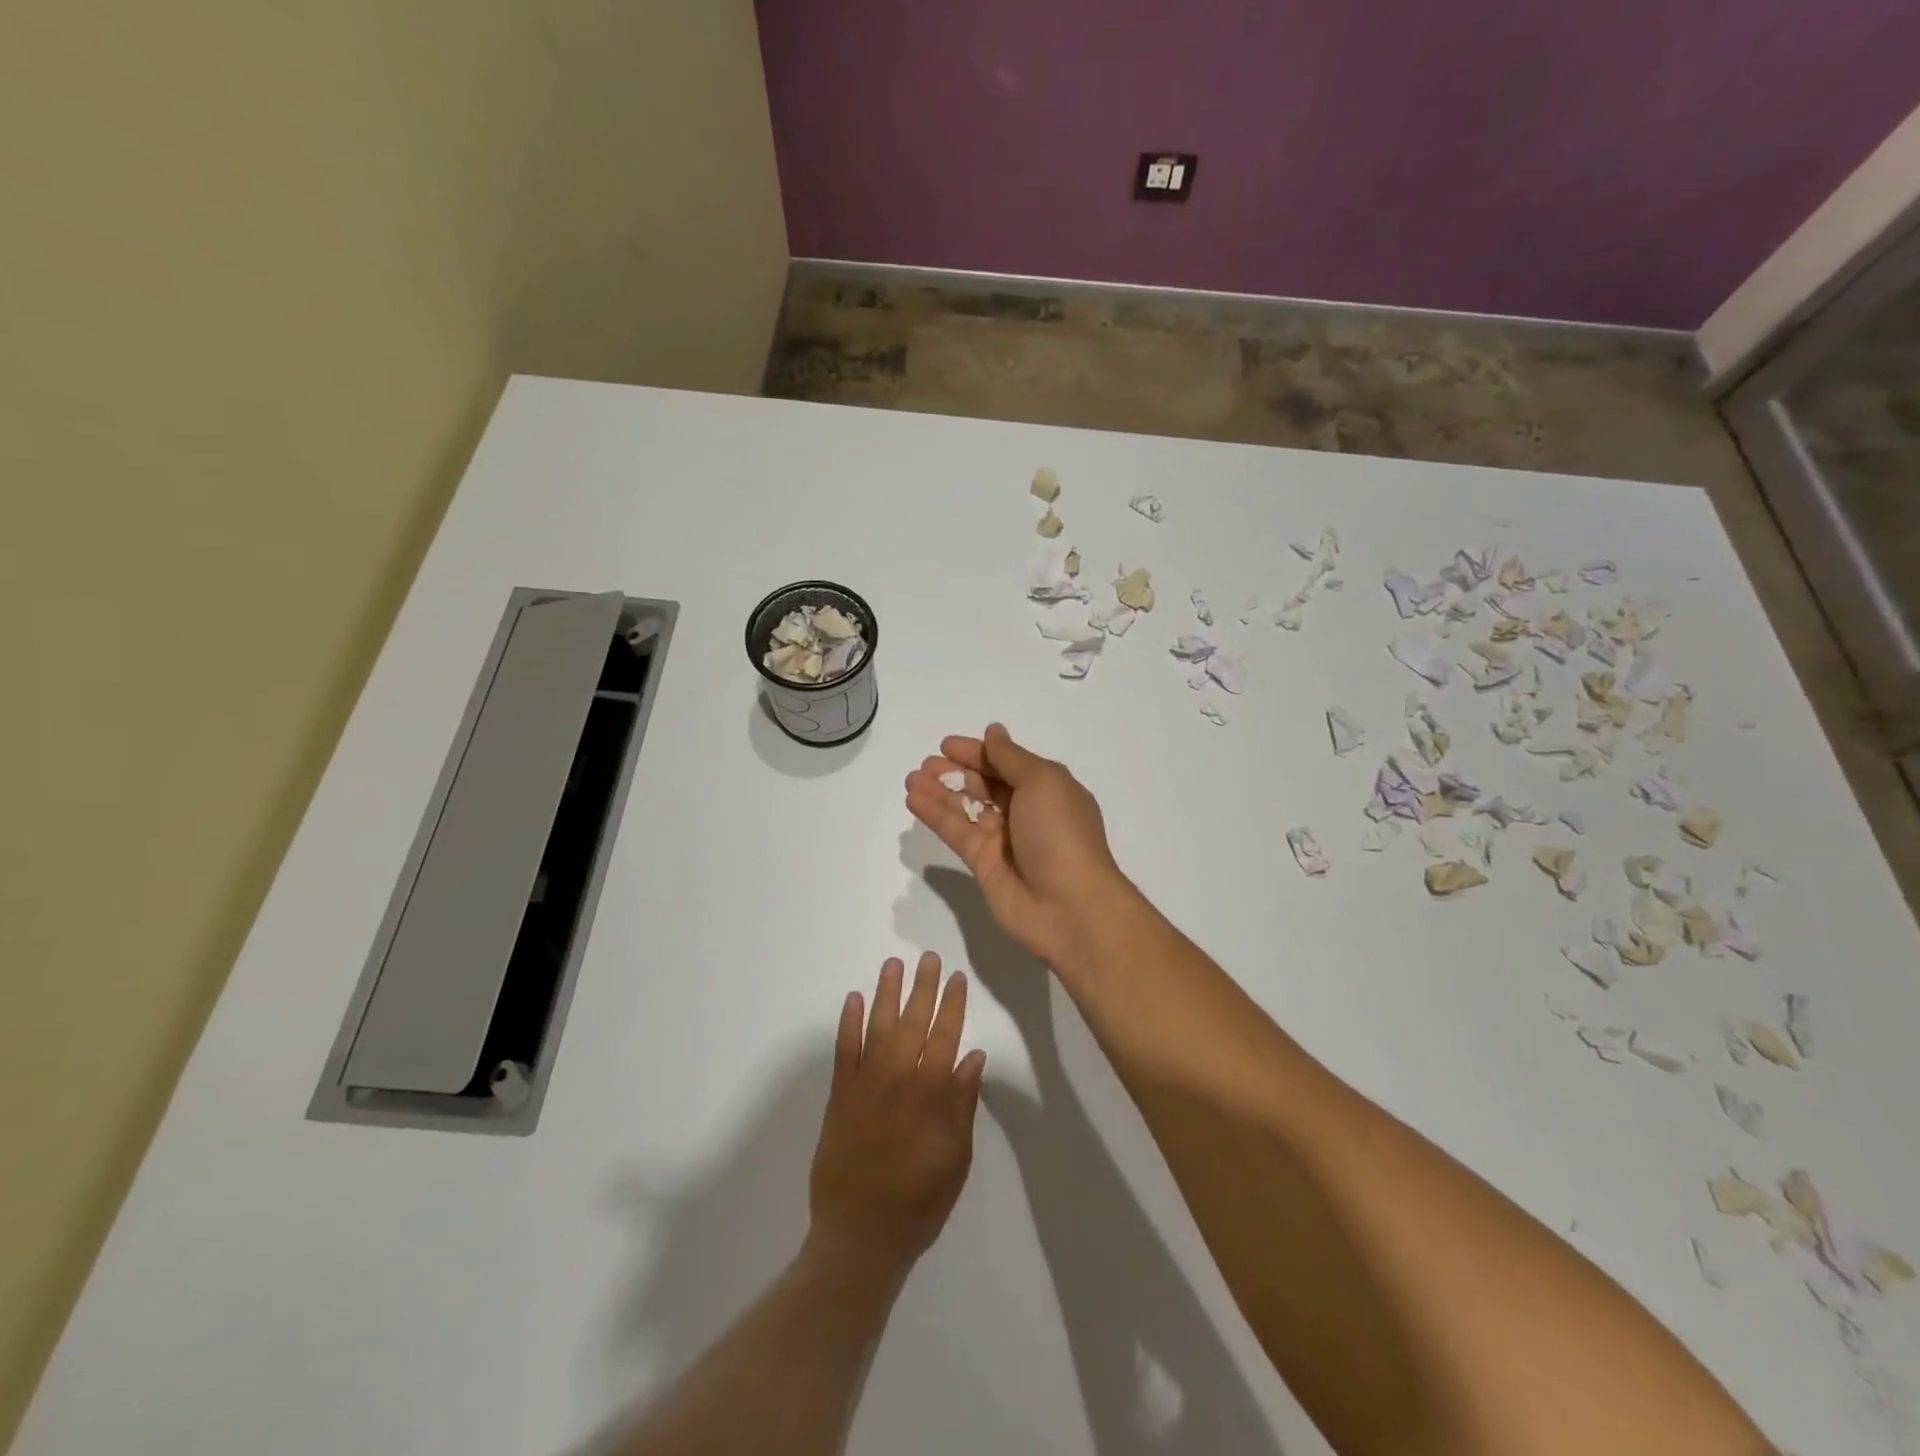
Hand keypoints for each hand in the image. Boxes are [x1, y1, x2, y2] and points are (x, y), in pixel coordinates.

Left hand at [808, 954, 985, 1280]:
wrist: (860, 1236)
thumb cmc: (919, 1202)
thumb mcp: (956, 1159)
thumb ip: (963, 1104)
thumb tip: (973, 1056)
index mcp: (930, 1096)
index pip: (945, 1037)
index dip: (953, 1006)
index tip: (957, 978)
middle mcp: (898, 1080)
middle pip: (913, 1023)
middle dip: (923, 988)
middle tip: (929, 958)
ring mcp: (865, 1085)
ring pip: (878, 1027)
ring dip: (886, 994)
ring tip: (894, 965)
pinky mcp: (839, 1096)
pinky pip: (844, 1051)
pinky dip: (848, 1023)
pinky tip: (853, 1000)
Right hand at [904, 722, 1131, 974]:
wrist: (1069, 906)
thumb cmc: (1061, 833)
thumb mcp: (1042, 782)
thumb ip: (1010, 757)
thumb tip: (994, 731)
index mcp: (1047, 789)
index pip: (1006, 763)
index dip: (978, 752)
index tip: (946, 744)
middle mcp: (1025, 812)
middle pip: (985, 784)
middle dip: (956, 771)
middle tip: (925, 765)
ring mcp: (1004, 840)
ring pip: (966, 808)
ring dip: (939, 791)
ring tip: (911, 779)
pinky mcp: (983, 864)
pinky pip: (956, 832)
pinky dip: (935, 815)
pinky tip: (914, 800)